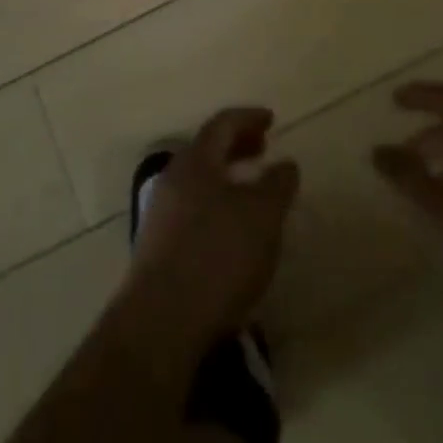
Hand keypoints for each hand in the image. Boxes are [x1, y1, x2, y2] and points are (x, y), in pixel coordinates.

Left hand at [124, 107, 299, 347]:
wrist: (160, 325)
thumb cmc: (217, 256)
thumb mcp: (263, 216)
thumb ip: (277, 185)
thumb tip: (285, 163)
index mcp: (196, 160)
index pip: (222, 124)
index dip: (248, 118)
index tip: (271, 119)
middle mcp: (173, 179)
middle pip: (207, 150)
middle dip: (236, 146)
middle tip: (262, 150)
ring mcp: (160, 216)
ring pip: (198, 183)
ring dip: (225, 179)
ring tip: (251, 194)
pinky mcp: (157, 252)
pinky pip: (191, 212)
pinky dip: (215, 208)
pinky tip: (231, 234)